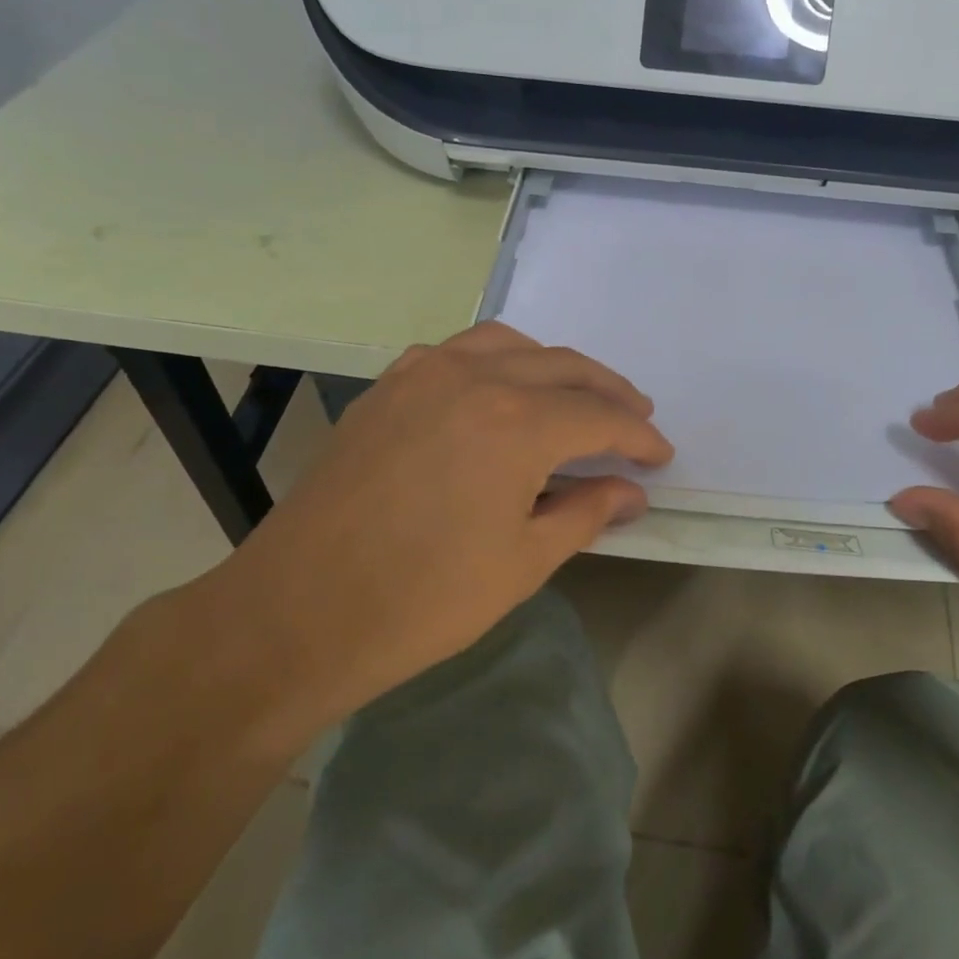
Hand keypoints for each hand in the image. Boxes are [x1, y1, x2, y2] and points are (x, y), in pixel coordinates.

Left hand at [163, 324, 670, 748]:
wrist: (298, 613)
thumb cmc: (423, 600)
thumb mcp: (523, 562)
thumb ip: (585, 512)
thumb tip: (631, 491)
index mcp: (515, 422)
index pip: (599, 416)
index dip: (637, 436)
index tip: (660, 455)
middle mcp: (472, 379)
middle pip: (562, 367)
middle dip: (609, 392)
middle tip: (637, 417)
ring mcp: (421, 376)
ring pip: (509, 345)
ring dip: (554, 366)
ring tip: (577, 396)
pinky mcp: (386, 388)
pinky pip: (457, 353)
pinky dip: (496, 361)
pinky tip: (501, 391)